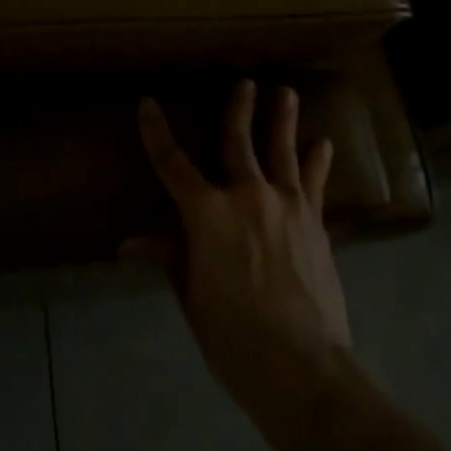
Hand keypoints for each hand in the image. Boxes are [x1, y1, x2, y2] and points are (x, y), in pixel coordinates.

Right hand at [129, 80, 351, 415]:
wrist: (302, 367)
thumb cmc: (233, 337)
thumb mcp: (191, 297)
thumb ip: (168, 258)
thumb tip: (128, 245)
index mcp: (206, 213)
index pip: (172, 163)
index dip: (156, 131)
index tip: (148, 103)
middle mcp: (246, 195)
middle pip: (237, 141)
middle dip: (239, 109)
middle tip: (245, 82)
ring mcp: (286, 205)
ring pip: (281, 151)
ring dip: (282, 120)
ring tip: (286, 93)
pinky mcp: (315, 223)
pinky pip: (314, 183)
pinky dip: (317, 161)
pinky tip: (323, 145)